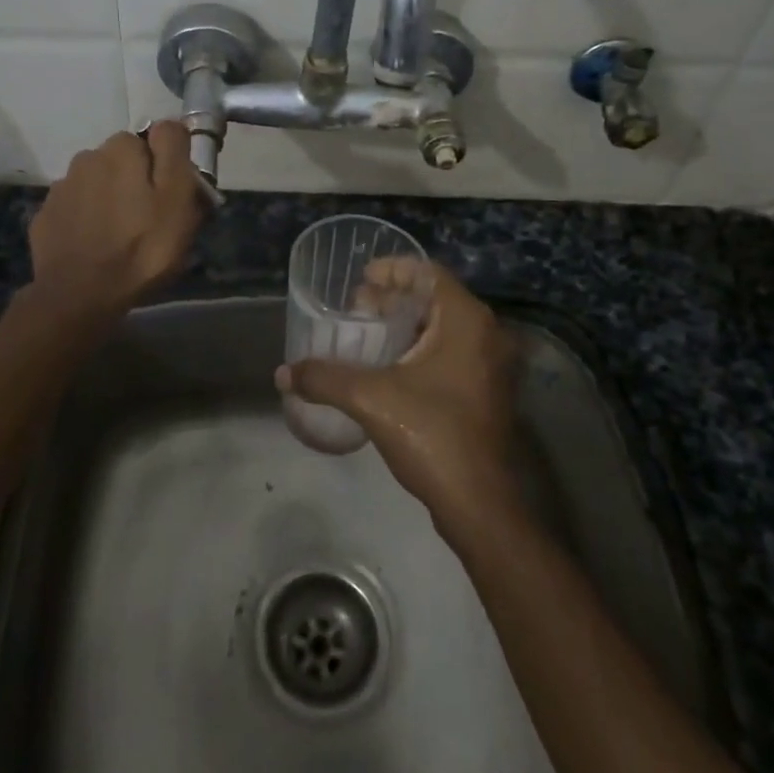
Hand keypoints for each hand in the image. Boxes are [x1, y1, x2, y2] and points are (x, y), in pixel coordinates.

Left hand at [28, 122, 204, 315]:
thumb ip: (174, 151)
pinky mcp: (46, 215)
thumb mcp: (178, 198)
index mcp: (122, 148)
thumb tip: (169, 124)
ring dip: (110, 198)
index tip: (172, 197)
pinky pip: (76, 208)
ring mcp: (62, 187)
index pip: (153, 139)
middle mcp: (88, 157)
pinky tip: (95, 245)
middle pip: (123, 161)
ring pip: (97, 183)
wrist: (80, 295)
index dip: (166, 167)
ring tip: (120, 235)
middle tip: (150, 219)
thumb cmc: (142, 247)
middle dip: (136, 181)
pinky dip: (87, 219)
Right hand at [278, 261, 518, 528]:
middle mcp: (487, 334)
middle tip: (356, 305)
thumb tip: (282, 373)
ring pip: (444, 327)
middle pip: (436, 298)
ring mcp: (491, 365)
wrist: (479, 504)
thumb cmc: (432, 435)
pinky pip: (452, 352)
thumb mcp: (371, 399)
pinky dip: (421, 347)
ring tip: (367, 331)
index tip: (361, 276)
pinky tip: (390, 365)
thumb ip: (325, 379)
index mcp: (467, 321)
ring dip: (407, 324)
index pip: (429, 273)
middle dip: (394, 297)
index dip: (393, 269)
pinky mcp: (487, 392)